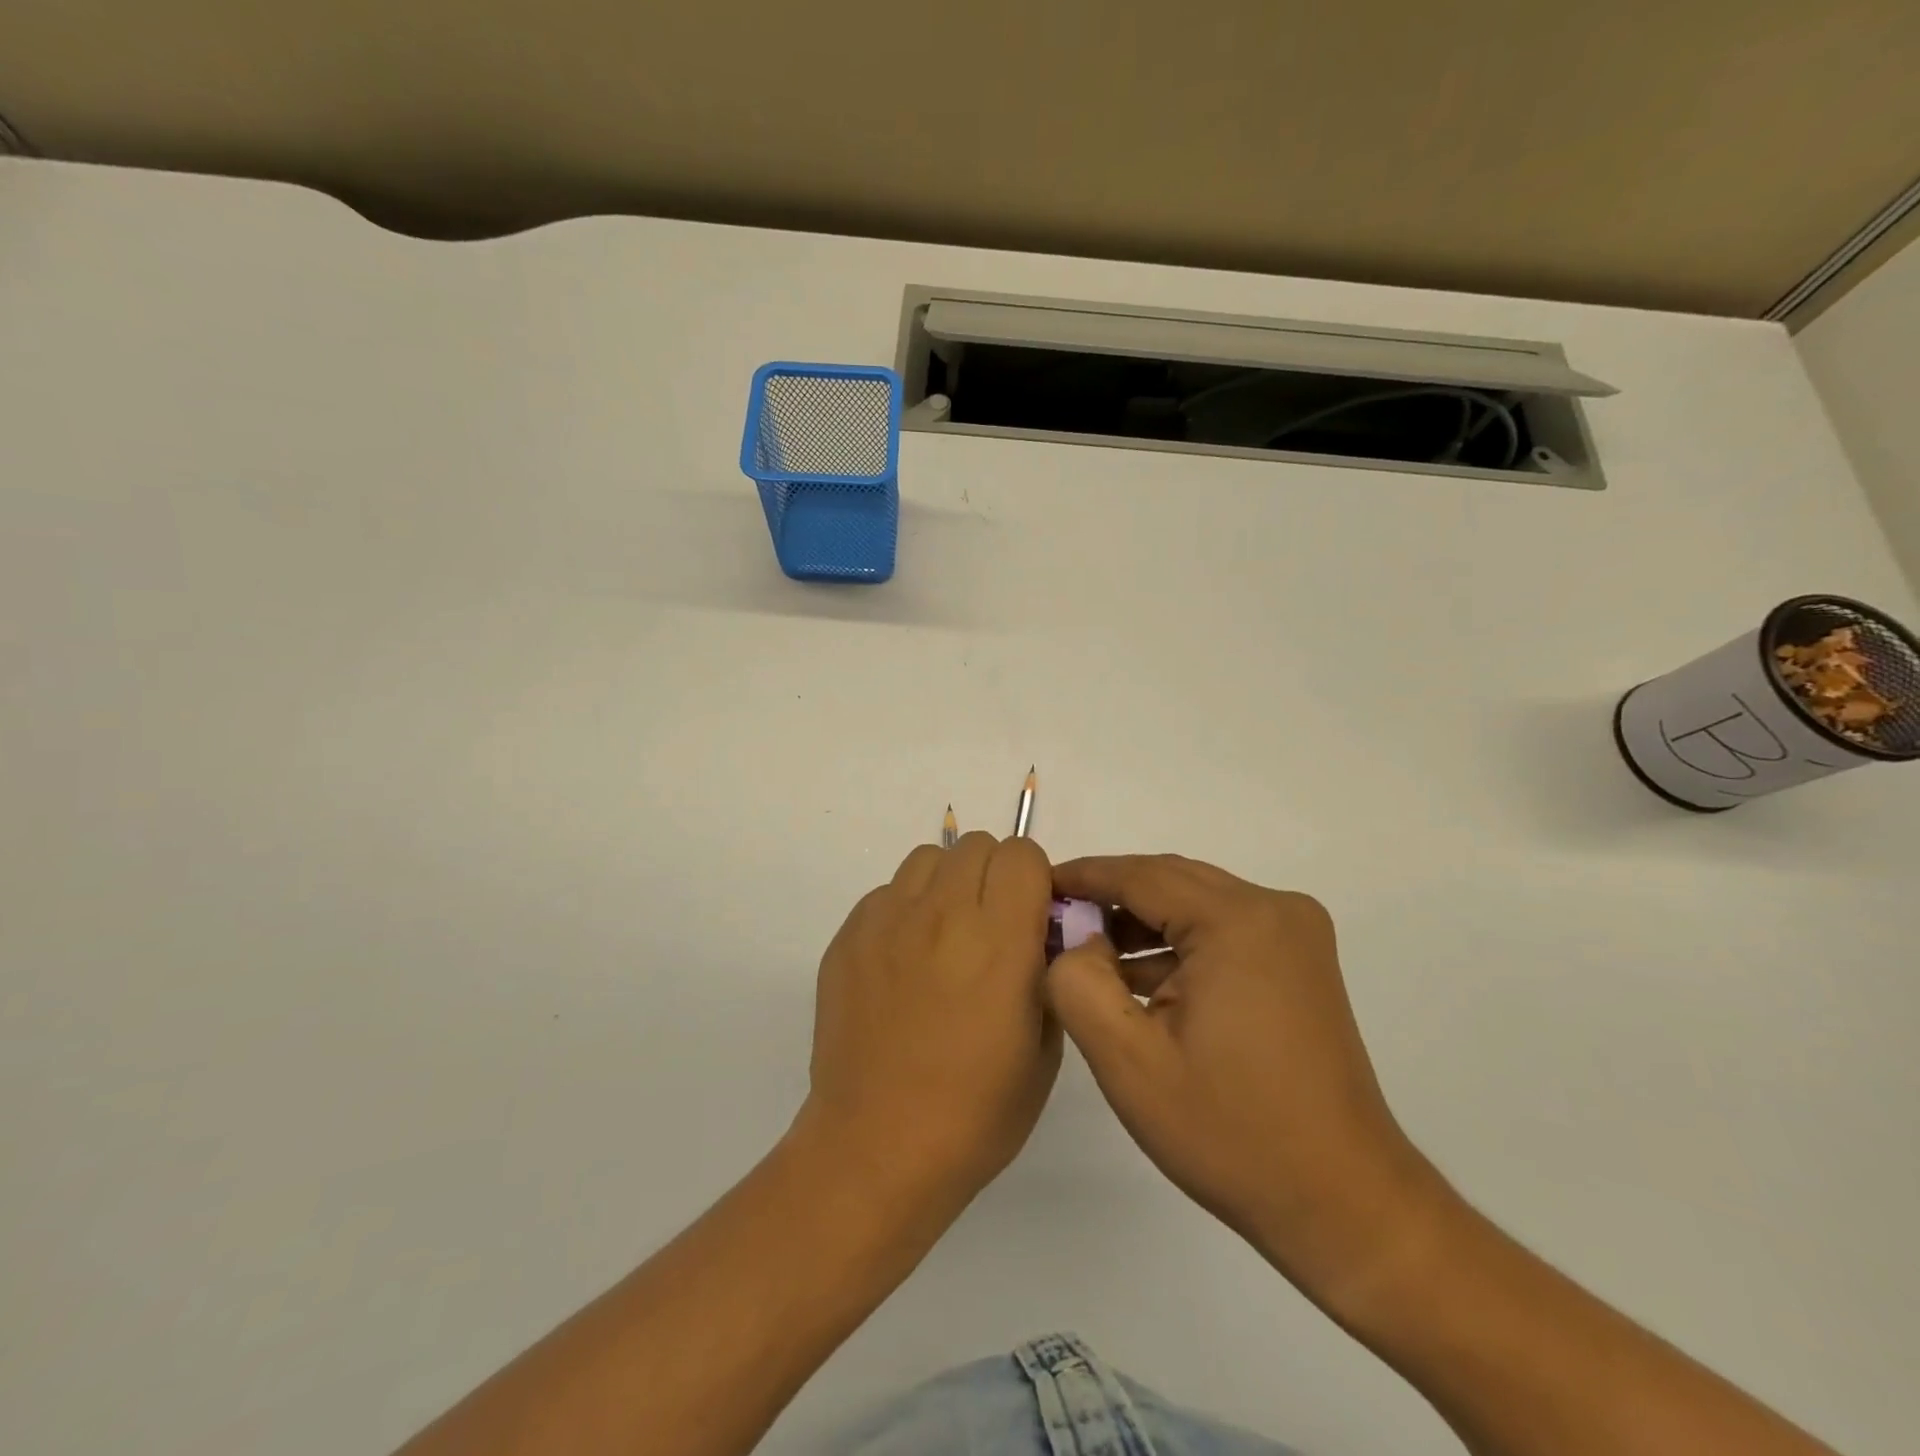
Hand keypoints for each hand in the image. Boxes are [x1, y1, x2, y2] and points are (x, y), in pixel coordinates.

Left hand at [795, 833, 1059, 1219]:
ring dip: (947, 885)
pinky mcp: (848, 936)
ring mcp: (887, 920)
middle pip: (976, 845)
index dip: (1033, 880)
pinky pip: (886, 894)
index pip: (1021, 853)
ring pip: (927, 859)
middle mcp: (942, 913)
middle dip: (993, 876)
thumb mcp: (1045, 1046)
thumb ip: (1049, 972)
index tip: (1030, 918)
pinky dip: (905, 912)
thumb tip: (1039, 936)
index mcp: (999, 937)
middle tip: (989, 929)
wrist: (878, 1146)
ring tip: (944, 939)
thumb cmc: (976, 1111)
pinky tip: (902, 965)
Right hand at [1047, 855, 1445, 1306]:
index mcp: (1238, 921)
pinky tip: (1140, 981)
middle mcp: (1274, 909)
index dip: (1083, 876)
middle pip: (1171, 882)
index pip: (1141, 875)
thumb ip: (1077, 983)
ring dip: (1142, 923)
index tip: (1035, 884)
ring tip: (1088, 956)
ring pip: (1196, 904)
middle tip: (1056, 921)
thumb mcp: (1128, 1061)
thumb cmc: (1230, 1132)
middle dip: (1110, 898)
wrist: (1343, 1203)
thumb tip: (1074, 941)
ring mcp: (1295, 934)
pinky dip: (1178, 945)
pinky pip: (1222, 930)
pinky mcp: (1300, 962)